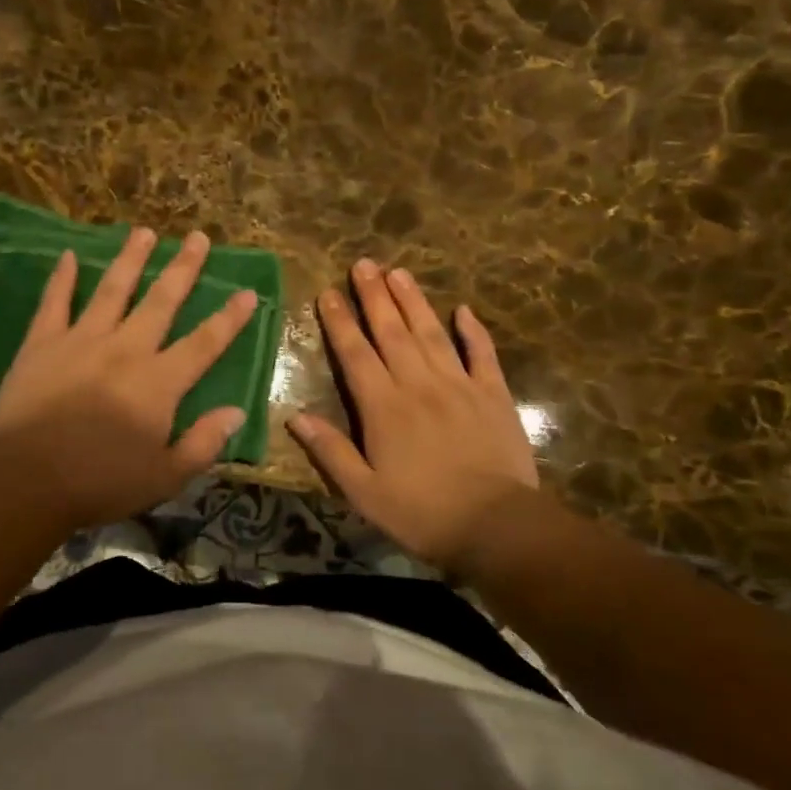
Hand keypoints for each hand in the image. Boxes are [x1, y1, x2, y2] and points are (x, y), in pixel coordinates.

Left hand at [0, 227, 257, 527]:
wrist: (26, 482)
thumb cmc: (100, 483)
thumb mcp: (165, 477)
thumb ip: (204, 443)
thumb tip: (237, 411)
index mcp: (159, 382)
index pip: (204, 343)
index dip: (228, 318)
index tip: (247, 291)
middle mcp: (125, 349)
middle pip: (161, 301)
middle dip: (183, 268)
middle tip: (197, 237)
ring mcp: (81, 341)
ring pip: (112, 290)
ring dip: (131, 259)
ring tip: (144, 232)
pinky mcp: (42, 344)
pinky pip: (54, 303)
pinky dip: (62, 278)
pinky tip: (69, 255)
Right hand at [289, 259, 549, 574]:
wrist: (496, 526)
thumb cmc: (421, 513)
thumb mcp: (363, 492)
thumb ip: (330, 450)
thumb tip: (294, 416)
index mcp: (383, 406)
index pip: (355, 353)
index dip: (340, 321)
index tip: (328, 292)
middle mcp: (418, 384)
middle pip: (391, 331)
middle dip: (374, 296)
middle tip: (364, 263)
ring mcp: (459, 385)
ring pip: (431, 333)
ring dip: (413, 301)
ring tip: (399, 272)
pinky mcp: (493, 394)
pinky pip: (482, 354)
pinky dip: (473, 331)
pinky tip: (464, 310)